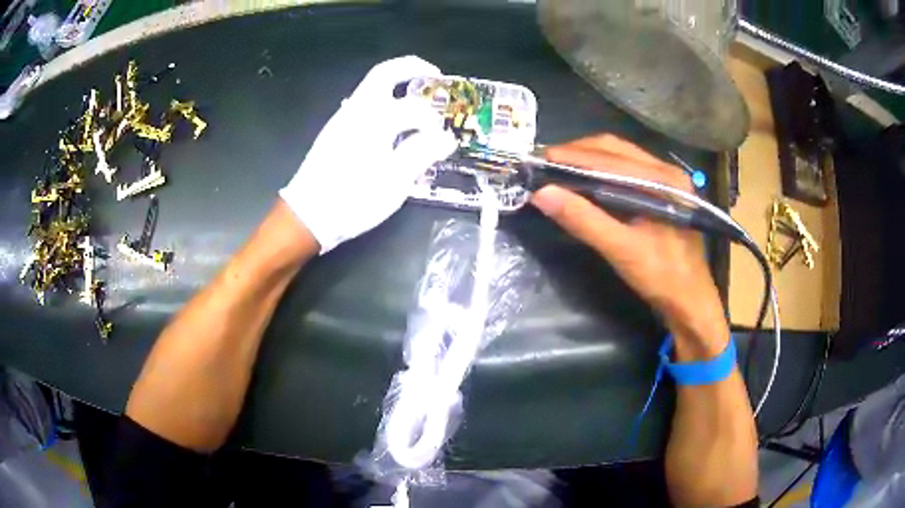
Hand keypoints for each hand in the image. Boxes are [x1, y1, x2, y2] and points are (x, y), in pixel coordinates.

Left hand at [280, 56, 456, 253]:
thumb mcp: (395, 181)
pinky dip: (384, 103)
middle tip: (434, 75)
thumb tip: (446, 138)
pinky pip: (363, 106)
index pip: (414, 108)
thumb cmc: (353, 199)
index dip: (434, 121)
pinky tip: (393, 126)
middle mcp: (356, 110)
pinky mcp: (335, 132)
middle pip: (384, 74)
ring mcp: (342, 119)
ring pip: (372, 89)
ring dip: (397, 86)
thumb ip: (423, 153)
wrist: (307, 216)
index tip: (444, 140)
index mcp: (374, 119)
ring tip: (418, 102)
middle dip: (412, 68)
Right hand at [531, 135, 726, 355]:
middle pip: (615, 148)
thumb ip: (583, 219)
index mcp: (663, 179)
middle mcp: (666, 170)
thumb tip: (541, 193)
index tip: (540, 160)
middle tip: (546, 163)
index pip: (610, 156)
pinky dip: (601, 171)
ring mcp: (667, 180)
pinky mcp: (663, 192)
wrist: (691, 301)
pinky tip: (585, 182)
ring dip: (588, 160)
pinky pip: (627, 170)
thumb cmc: (662, 277)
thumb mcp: (621, 250)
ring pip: (620, 156)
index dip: (572, 155)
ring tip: (560, 169)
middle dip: (578, 152)